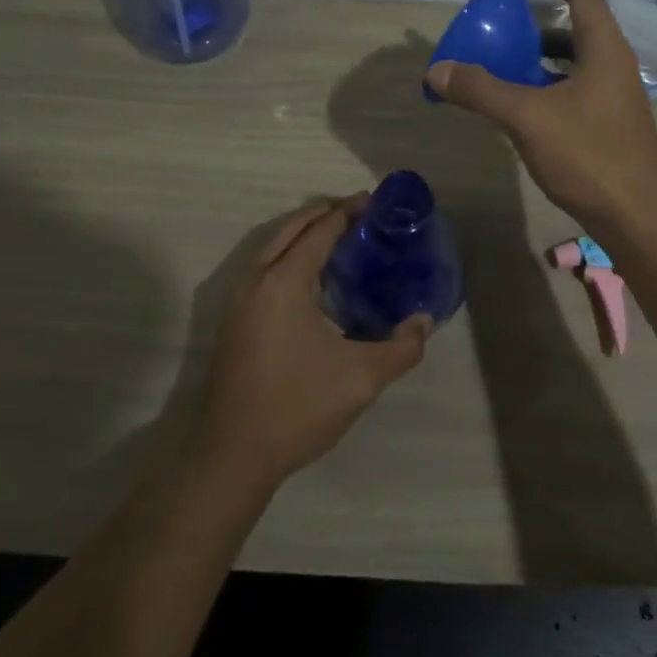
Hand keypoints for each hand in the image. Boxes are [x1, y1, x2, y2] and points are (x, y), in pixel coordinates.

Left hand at [195, 197, 431, 488]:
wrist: (232, 455)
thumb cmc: (297, 408)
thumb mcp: (361, 379)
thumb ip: (401, 348)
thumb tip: (424, 322)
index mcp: (284, 282)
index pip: (319, 230)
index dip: (348, 211)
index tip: (375, 201)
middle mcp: (257, 280)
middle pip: (292, 228)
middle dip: (325, 214)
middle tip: (361, 213)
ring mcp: (239, 300)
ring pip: (273, 247)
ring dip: (304, 233)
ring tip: (341, 238)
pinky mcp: (234, 320)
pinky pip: (265, 268)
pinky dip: (290, 255)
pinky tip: (313, 279)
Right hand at [426, 0, 656, 232]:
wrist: (636, 217)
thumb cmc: (588, 156)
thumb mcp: (527, 117)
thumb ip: (481, 90)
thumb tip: (437, 70)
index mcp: (605, 51)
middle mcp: (616, 66)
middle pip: (580, 27)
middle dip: (543, 19)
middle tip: (508, 21)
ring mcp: (616, 97)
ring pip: (577, 61)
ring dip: (543, 55)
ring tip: (507, 59)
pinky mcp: (611, 124)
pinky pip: (576, 88)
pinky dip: (548, 84)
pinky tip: (523, 103)